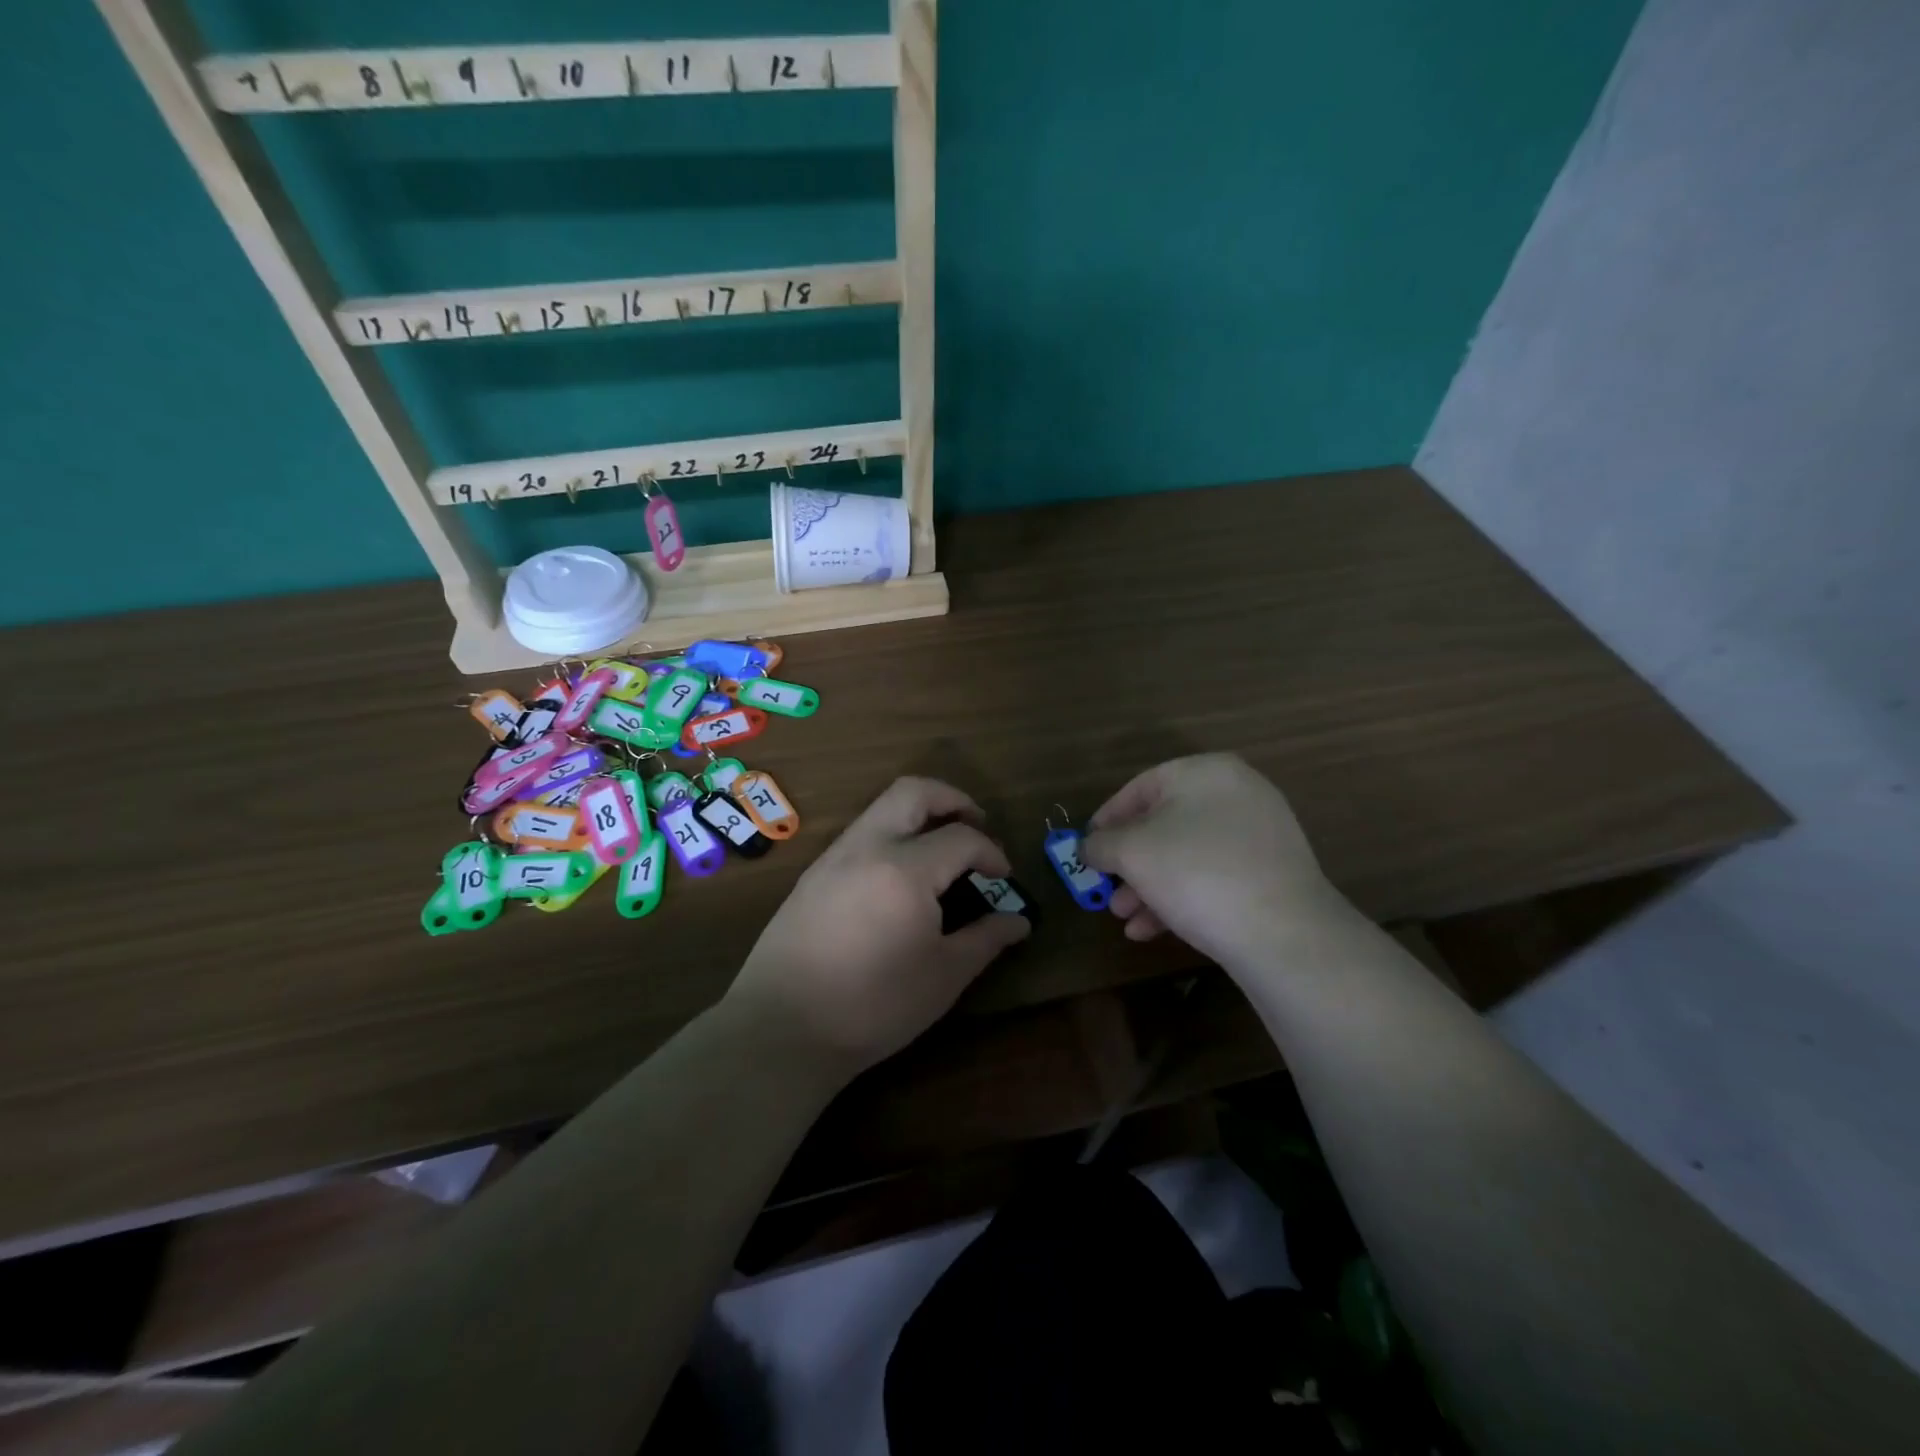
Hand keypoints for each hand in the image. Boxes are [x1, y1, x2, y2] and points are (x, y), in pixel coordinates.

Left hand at [725, 777, 1030, 1075]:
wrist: (782, 1029)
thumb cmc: (874, 1006)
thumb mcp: (943, 976)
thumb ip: (985, 939)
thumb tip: (1019, 921)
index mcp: (905, 869)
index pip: (961, 838)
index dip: (991, 852)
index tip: (1004, 877)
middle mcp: (867, 846)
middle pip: (914, 792)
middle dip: (953, 798)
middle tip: (977, 823)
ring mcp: (834, 857)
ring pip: (882, 807)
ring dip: (919, 814)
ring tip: (942, 849)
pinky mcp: (813, 875)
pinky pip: (860, 833)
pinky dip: (891, 834)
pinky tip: (900, 877)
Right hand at [1081, 754, 1341, 963]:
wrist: (1284, 933)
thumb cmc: (1196, 873)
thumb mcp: (1132, 853)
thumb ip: (1101, 844)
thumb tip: (1088, 847)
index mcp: (1204, 772)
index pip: (1139, 788)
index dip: (1106, 819)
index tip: (1086, 849)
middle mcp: (1236, 793)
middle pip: (1163, 824)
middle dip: (1128, 863)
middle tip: (1106, 890)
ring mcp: (1259, 834)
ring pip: (1186, 855)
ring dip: (1148, 886)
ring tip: (1125, 918)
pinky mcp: (1271, 873)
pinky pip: (1213, 875)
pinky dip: (1181, 897)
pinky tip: (1153, 930)